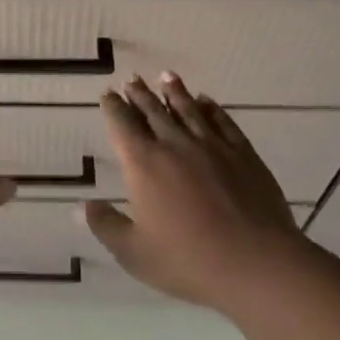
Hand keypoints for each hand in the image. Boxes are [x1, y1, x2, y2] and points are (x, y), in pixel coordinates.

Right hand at [83, 74, 300, 312]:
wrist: (256, 263)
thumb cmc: (188, 261)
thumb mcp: (135, 253)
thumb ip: (106, 226)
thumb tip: (82, 205)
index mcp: (144, 164)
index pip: (123, 125)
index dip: (113, 107)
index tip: (108, 94)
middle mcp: (174, 144)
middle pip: (153, 111)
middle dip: (140, 94)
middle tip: (132, 79)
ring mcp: (211, 145)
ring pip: (187, 109)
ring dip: (174, 91)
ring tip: (166, 76)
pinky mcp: (242, 153)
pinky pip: (222, 122)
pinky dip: (211, 109)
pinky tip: (207, 102)